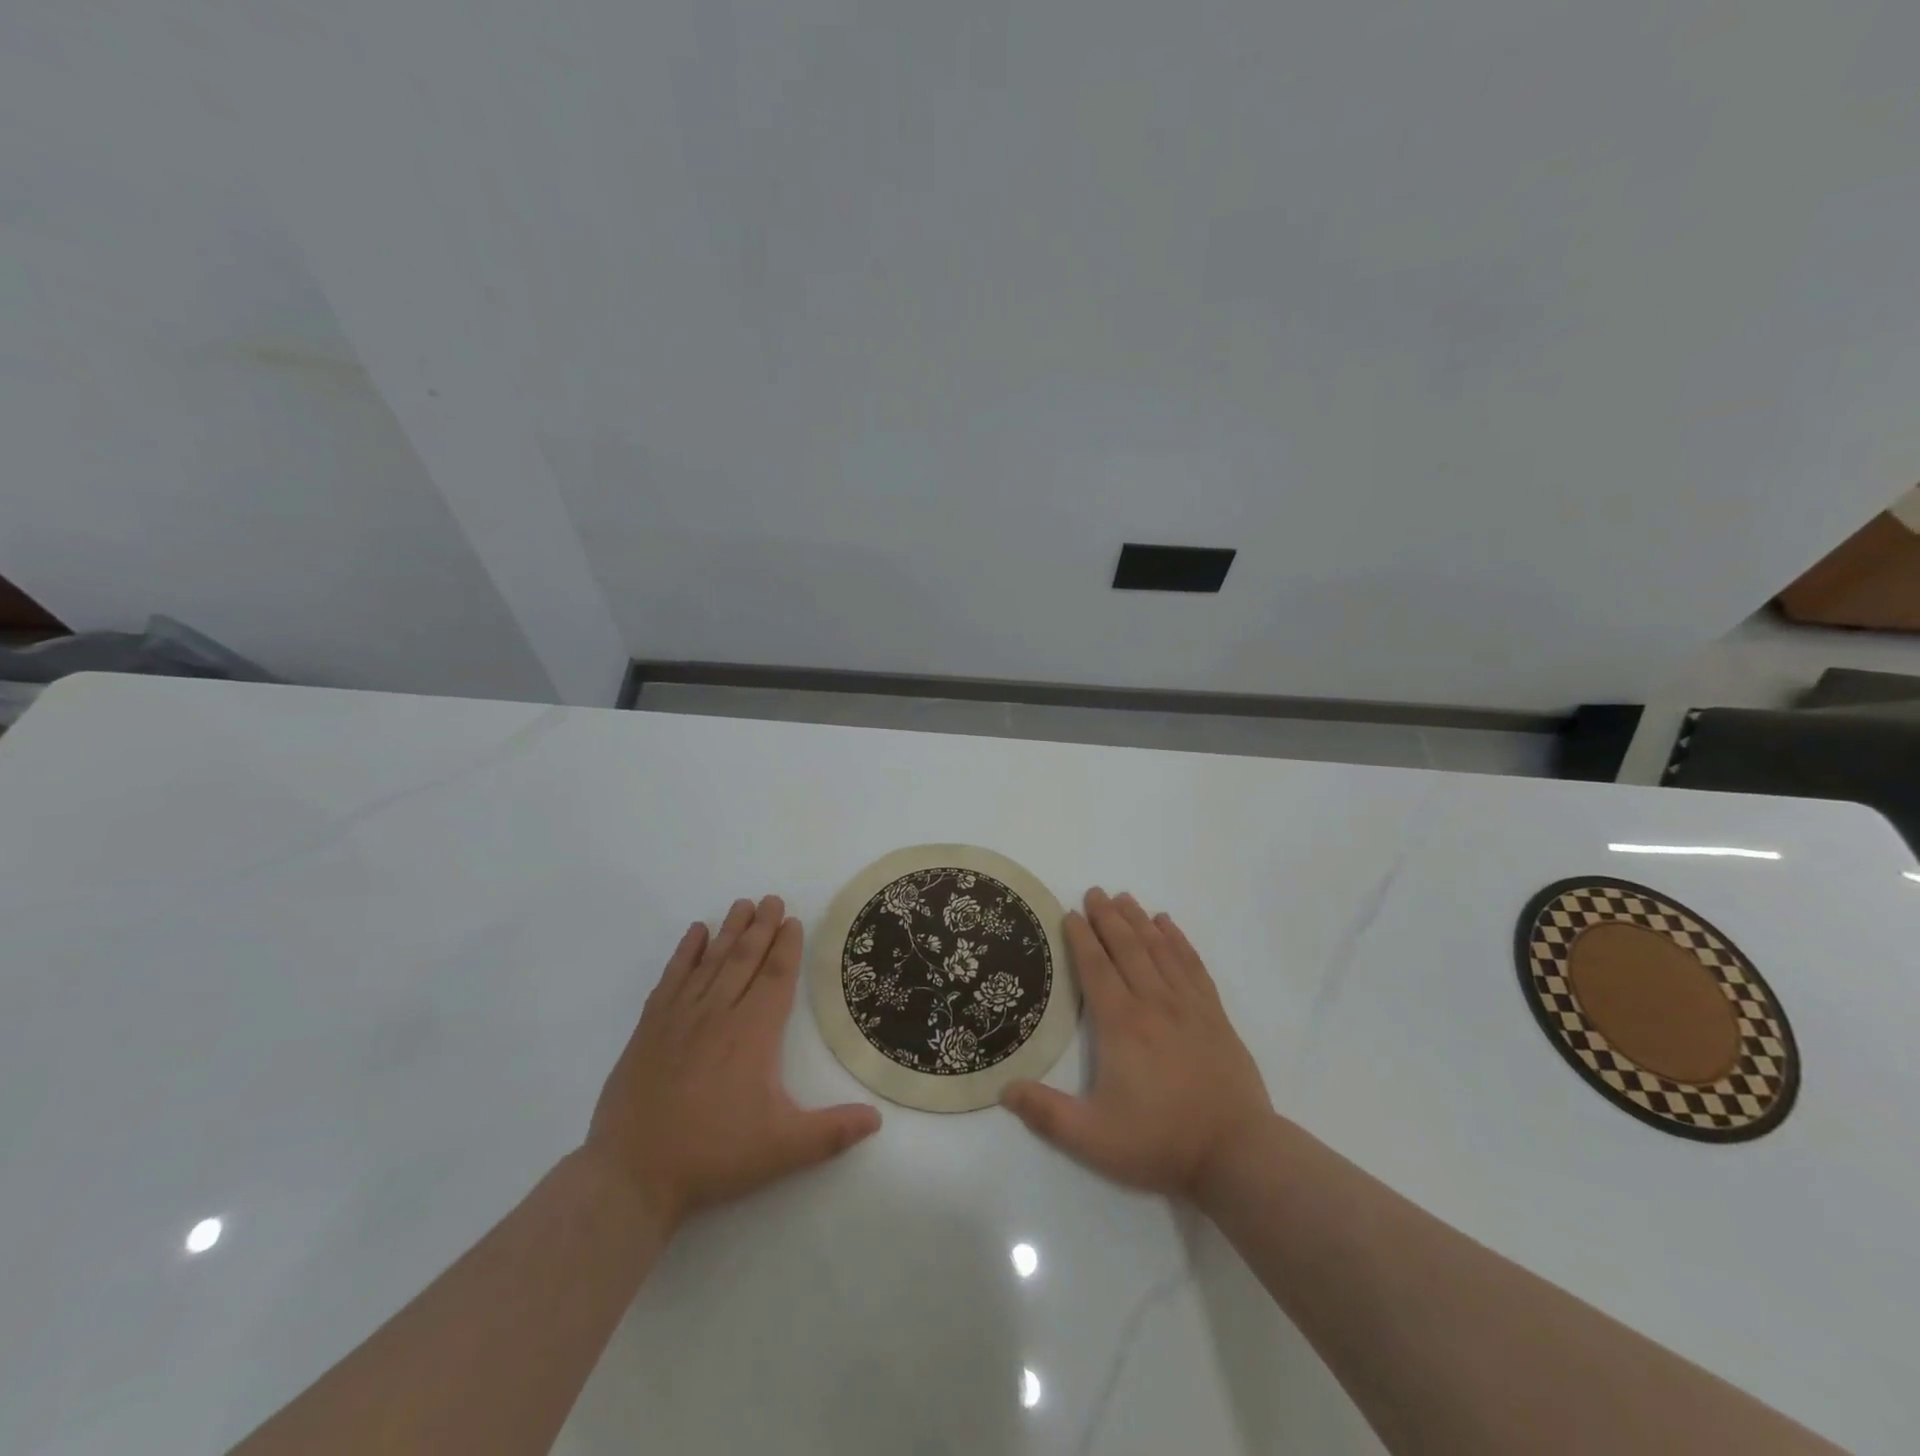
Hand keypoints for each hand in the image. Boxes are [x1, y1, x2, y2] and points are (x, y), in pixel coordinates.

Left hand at [583, 895, 880, 1230]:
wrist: (631, 1174)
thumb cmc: (713, 1155)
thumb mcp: (783, 1149)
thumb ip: (832, 1132)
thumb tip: (877, 1119)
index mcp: (752, 1033)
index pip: (775, 977)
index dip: (787, 947)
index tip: (793, 920)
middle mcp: (718, 1013)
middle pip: (744, 958)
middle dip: (761, 927)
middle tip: (772, 899)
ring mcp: (679, 1018)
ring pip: (710, 962)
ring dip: (728, 931)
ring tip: (742, 905)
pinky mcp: (649, 1029)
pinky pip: (671, 978)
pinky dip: (684, 953)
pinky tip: (694, 933)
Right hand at [1002, 888, 1270, 1198]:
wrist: (1237, 1152)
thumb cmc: (1160, 1142)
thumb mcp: (1093, 1139)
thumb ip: (1046, 1113)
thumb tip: (1004, 1089)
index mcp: (1121, 1024)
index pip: (1096, 968)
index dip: (1081, 938)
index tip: (1070, 914)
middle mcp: (1153, 1003)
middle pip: (1127, 948)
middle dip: (1108, 917)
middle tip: (1094, 892)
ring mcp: (1188, 1005)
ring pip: (1159, 949)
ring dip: (1140, 920)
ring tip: (1125, 898)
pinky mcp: (1214, 1015)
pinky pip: (1193, 964)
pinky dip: (1179, 940)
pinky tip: (1169, 925)